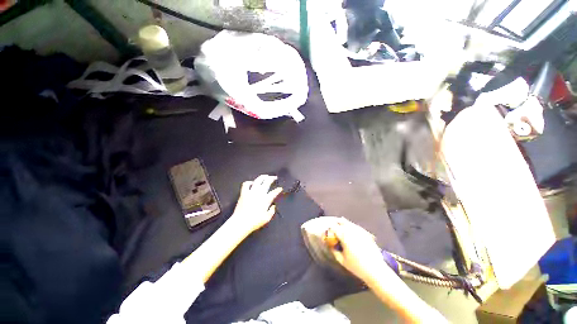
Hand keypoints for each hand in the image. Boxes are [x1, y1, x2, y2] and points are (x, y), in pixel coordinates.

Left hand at [232, 175, 282, 233]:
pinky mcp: (243, 193)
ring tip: (266, 176)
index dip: (278, 189)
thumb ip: (272, 211)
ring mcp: (251, 192)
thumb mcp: (267, 219)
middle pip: (267, 182)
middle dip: (272, 178)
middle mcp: (259, 193)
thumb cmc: (254, 222)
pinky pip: (246, 184)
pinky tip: (252, 183)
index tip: (280, 188)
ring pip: (258, 180)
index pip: (274, 192)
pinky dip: (249, 182)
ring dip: (262, 177)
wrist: (241, 223)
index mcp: (266, 199)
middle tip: (274, 177)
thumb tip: (273, 206)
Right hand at [329, 218, 387, 283]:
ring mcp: (359, 231)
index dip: (329, 229)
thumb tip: (330, 245)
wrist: (376, 270)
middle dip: (336, 223)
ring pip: (349, 223)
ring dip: (343, 224)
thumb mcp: (342, 260)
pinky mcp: (366, 233)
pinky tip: (350, 232)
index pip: (333, 227)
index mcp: (344, 235)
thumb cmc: (357, 266)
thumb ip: (334, 250)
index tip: (327, 233)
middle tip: (332, 228)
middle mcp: (351, 230)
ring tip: (340, 228)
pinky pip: (356, 227)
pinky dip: (351, 227)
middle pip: (341, 221)